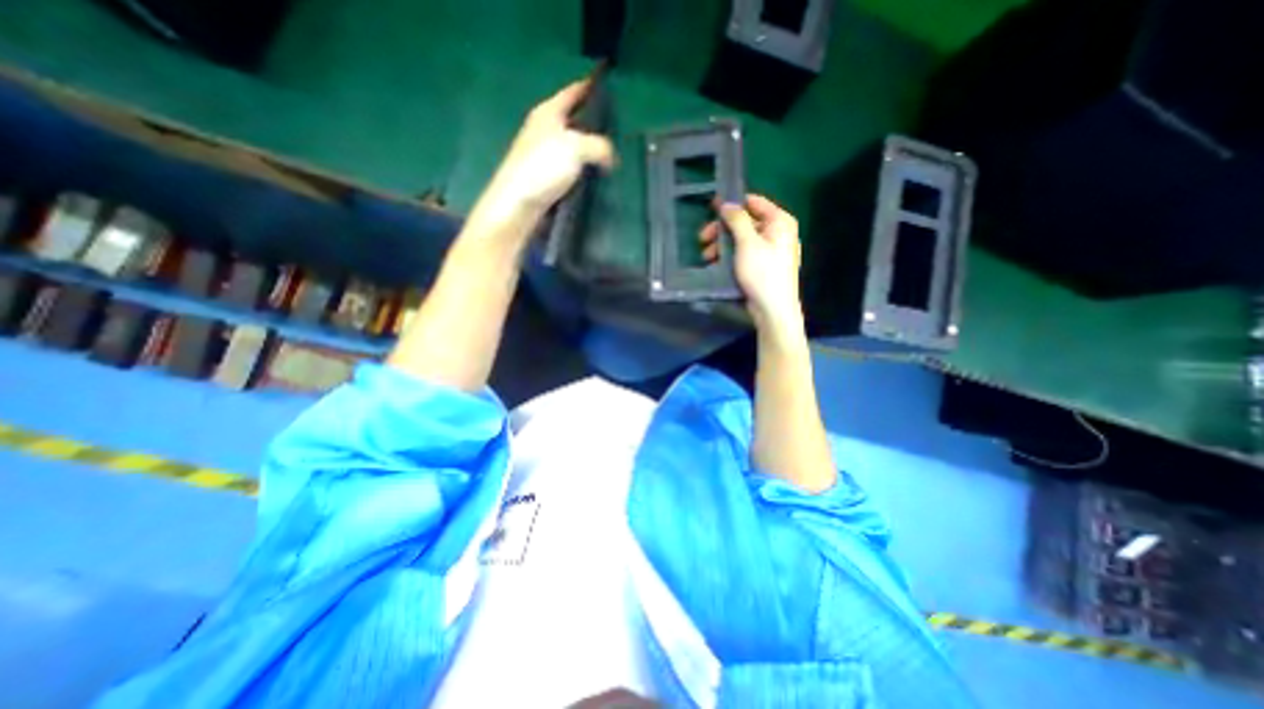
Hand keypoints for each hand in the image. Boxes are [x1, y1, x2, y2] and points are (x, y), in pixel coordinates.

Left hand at [472, 81, 613, 230]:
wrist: (518, 204)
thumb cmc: (543, 167)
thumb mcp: (576, 147)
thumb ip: (599, 146)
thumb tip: (611, 158)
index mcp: (548, 112)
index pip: (573, 92)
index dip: (590, 87)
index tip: (609, 86)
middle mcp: (545, 130)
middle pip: (574, 120)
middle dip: (594, 123)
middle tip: (619, 130)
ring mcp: (545, 156)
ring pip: (573, 147)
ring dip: (590, 151)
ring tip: (612, 156)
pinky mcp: (547, 179)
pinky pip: (571, 168)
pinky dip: (584, 170)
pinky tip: (596, 178)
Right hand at [702, 194, 798, 335]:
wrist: (772, 309)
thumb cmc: (763, 272)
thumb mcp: (748, 243)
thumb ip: (737, 220)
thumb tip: (726, 203)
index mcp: (779, 221)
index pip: (754, 202)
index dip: (732, 204)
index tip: (711, 208)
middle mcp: (776, 232)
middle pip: (744, 222)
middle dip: (722, 230)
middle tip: (703, 238)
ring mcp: (768, 250)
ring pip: (740, 240)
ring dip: (721, 245)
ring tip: (706, 257)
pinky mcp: (760, 266)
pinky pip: (742, 254)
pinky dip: (728, 256)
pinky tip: (715, 264)